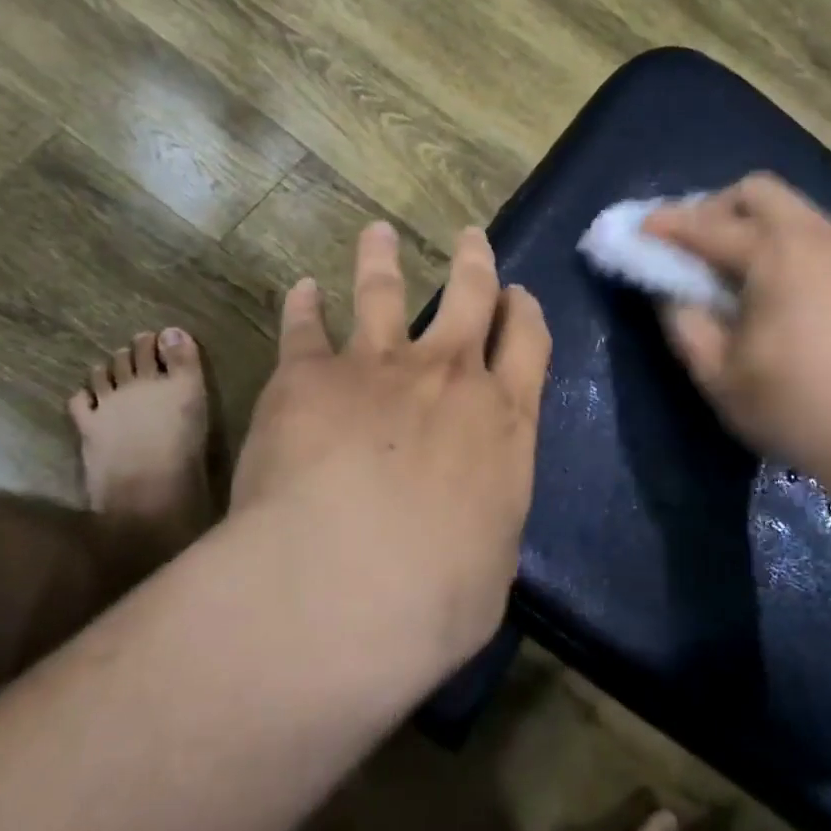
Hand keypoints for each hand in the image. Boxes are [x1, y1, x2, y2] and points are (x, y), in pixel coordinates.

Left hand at [230, 221, 551, 665]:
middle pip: (470, 296)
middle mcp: (448, 377)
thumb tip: (475, 518)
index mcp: (503, 420)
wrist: (344, 585)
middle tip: (470, 237)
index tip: (519, 294)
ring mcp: (377, 366)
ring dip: (383, 258)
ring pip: (386, 292)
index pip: (528, 344)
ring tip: (377, 233)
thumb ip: (486, 521)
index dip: (524, 312)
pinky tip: (302, 289)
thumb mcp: (492, 564)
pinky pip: (305, 326)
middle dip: (474, 261)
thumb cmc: (436, 597)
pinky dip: (304, 305)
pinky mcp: (309, 375)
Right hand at [645, 173, 830, 508]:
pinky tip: (757, 277)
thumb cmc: (791, 407)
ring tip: (717, 263)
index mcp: (777, 255)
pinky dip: (772, 236)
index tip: (636, 231)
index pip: (707, 225)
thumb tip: (667, 286)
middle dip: (711, 209)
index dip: (665, 226)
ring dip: (743, 221)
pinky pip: (804, 228)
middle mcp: (815, 235)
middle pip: (754, 191)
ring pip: (784, 206)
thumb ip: (681, 318)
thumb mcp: (716, 372)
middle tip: (686, 247)